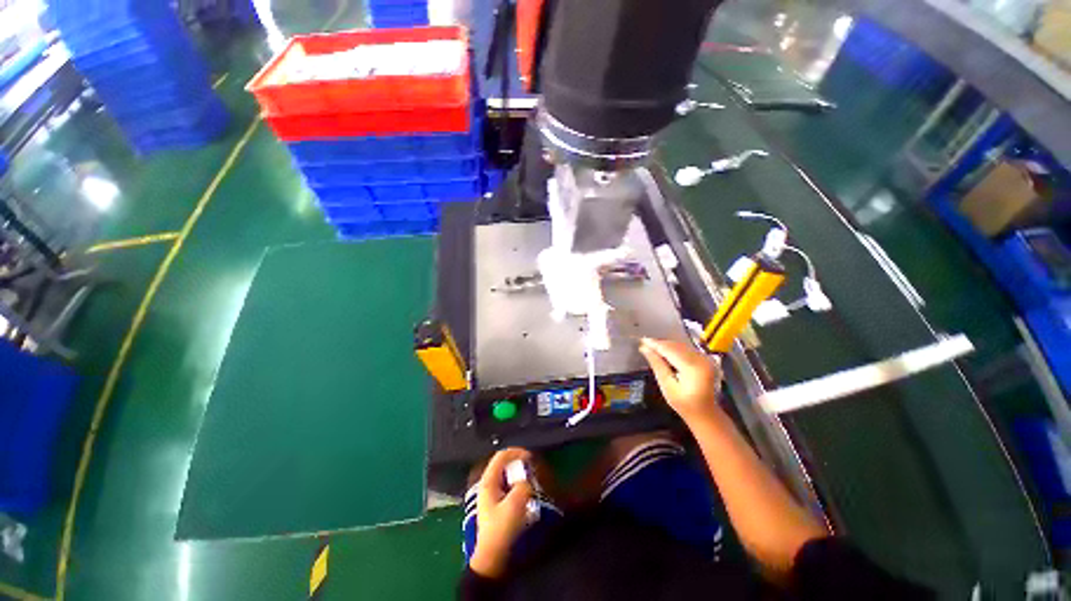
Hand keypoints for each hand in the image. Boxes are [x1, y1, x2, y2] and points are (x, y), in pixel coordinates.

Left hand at [470, 448, 533, 577]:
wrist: (492, 559)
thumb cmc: (501, 531)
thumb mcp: (515, 506)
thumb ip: (523, 486)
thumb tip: (527, 480)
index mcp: (488, 482)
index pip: (501, 456)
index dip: (517, 452)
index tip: (531, 457)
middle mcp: (488, 485)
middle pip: (504, 464)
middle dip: (519, 462)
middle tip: (533, 467)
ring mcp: (491, 495)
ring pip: (506, 474)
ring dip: (519, 473)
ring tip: (532, 478)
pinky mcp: (496, 504)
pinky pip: (508, 485)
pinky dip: (518, 483)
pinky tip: (526, 491)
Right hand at [639, 337, 722, 425]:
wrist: (706, 414)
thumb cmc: (684, 404)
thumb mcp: (667, 386)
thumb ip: (657, 365)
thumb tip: (644, 348)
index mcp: (693, 367)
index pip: (670, 350)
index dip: (655, 344)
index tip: (642, 341)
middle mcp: (701, 359)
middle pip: (676, 346)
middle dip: (660, 343)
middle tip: (644, 343)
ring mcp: (705, 358)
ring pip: (681, 345)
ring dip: (666, 345)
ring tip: (652, 346)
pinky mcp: (705, 359)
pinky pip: (686, 349)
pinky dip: (674, 348)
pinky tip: (664, 351)